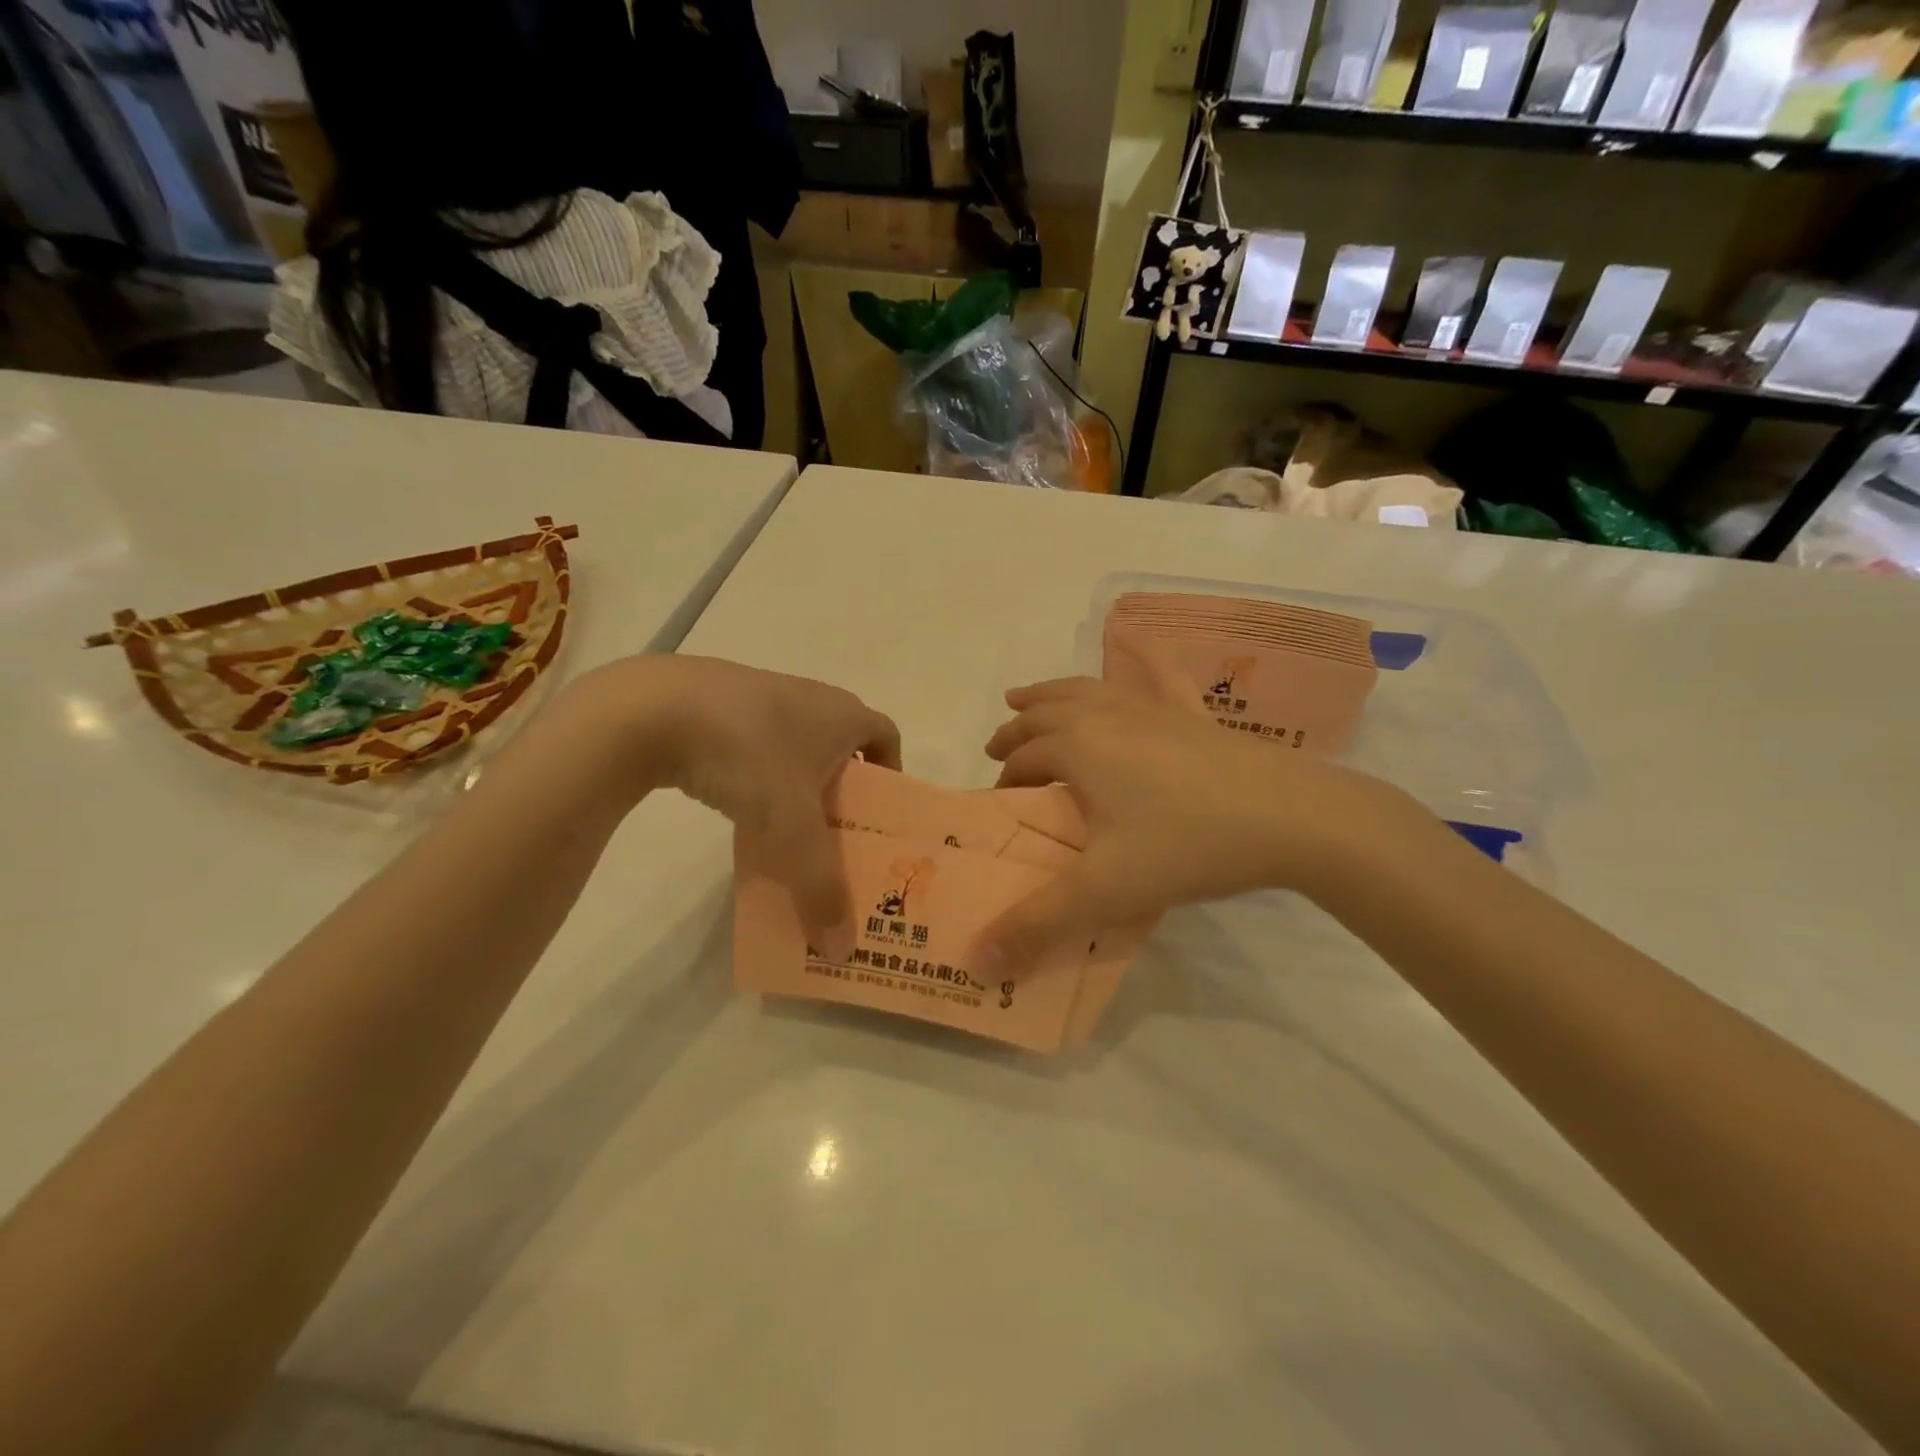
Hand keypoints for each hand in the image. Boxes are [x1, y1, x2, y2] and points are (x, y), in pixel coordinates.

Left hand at [559, 656, 899, 937]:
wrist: (652, 708)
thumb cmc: (749, 756)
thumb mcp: (791, 829)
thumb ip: (820, 887)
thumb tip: (841, 950)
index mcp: (843, 714)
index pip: (887, 736)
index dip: (891, 775)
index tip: (878, 817)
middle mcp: (811, 697)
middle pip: (842, 748)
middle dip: (844, 792)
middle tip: (835, 839)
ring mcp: (762, 696)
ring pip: (797, 748)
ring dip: (799, 787)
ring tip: (787, 833)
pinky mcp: (719, 704)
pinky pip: (757, 745)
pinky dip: (759, 777)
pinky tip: (737, 808)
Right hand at [980, 677, 1431, 966]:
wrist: (1291, 816)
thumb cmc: (1186, 846)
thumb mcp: (1104, 891)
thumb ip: (1036, 925)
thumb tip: (977, 963)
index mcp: (1077, 747)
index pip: (1023, 758)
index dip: (1004, 779)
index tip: (998, 803)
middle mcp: (1107, 716)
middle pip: (1045, 714)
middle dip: (1016, 730)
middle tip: (997, 747)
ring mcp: (1152, 709)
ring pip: (1087, 691)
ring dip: (1051, 694)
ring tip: (1030, 698)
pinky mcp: (1193, 715)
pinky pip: (1156, 679)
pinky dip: (1135, 666)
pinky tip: (1134, 654)